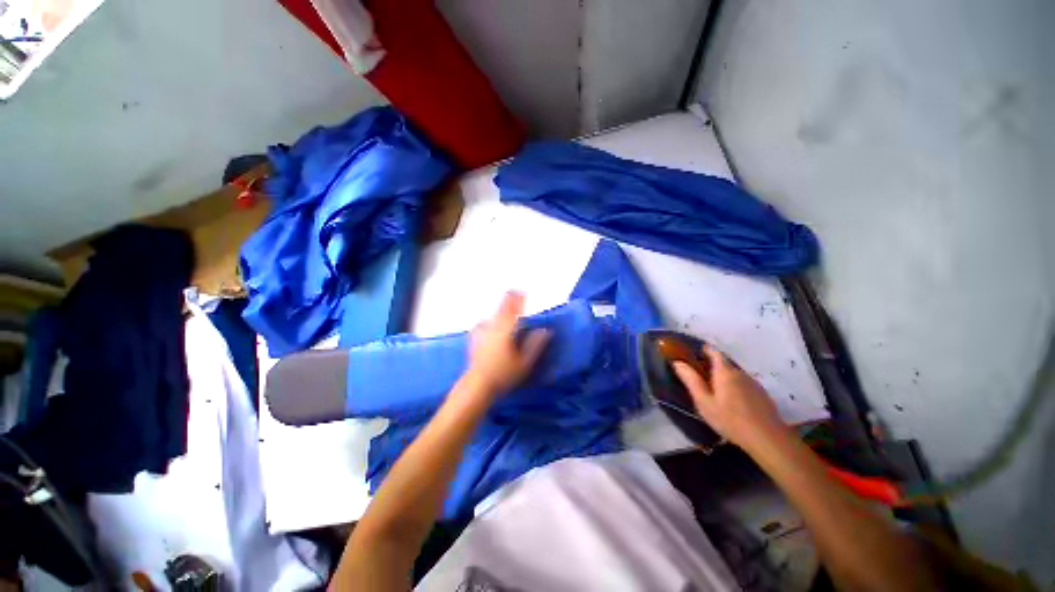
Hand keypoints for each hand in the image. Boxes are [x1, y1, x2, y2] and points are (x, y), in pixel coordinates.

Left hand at [466, 292, 550, 396]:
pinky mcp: (474, 340)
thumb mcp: (525, 362)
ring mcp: (481, 333)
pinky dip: (487, 320)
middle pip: (501, 309)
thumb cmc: (503, 374)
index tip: (522, 291)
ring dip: (498, 310)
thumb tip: (545, 330)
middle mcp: (493, 327)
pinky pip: (482, 324)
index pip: (513, 310)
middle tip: (513, 293)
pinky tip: (486, 323)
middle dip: (508, 300)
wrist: (478, 384)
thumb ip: (535, 344)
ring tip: (503, 308)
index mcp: (506, 330)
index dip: (518, 299)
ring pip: (491, 316)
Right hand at [673, 344, 790, 451]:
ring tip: (715, 392)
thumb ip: (691, 380)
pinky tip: (732, 402)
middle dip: (711, 366)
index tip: (694, 353)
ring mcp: (753, 383)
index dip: (704, 350)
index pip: (714, 352)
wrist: (768, 439)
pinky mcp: (762, 394)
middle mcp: (740, 373)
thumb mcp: (704, 402)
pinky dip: (734, 387)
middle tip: (700, 377)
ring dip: (723, 378)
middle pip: (724, 363)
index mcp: (724, 372)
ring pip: (734, 375)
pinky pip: (743, 384)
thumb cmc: (730, 420)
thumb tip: (678, 362)